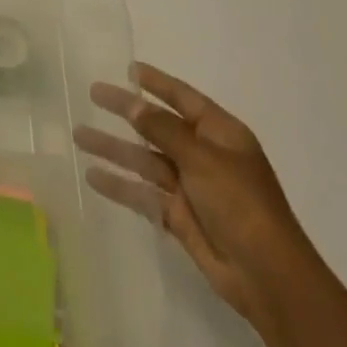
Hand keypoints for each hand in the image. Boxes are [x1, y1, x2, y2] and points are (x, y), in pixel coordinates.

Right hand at [74, 62, 316, 326]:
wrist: (268, 277)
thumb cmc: (241, 204)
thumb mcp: (202, 158)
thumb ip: (163, 130)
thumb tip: (131, 102)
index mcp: (220, 134)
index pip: (183, 98)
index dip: (157, 82)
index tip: (128, 68)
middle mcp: (204, 155)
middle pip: (157, 126)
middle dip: (126, 111)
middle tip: (92, 94)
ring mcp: (191, 186)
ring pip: (144, 159)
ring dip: (114, 147)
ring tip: (78, 135)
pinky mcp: (179, 216)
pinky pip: (144, 193)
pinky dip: (120, 184)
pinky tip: (92, 176)